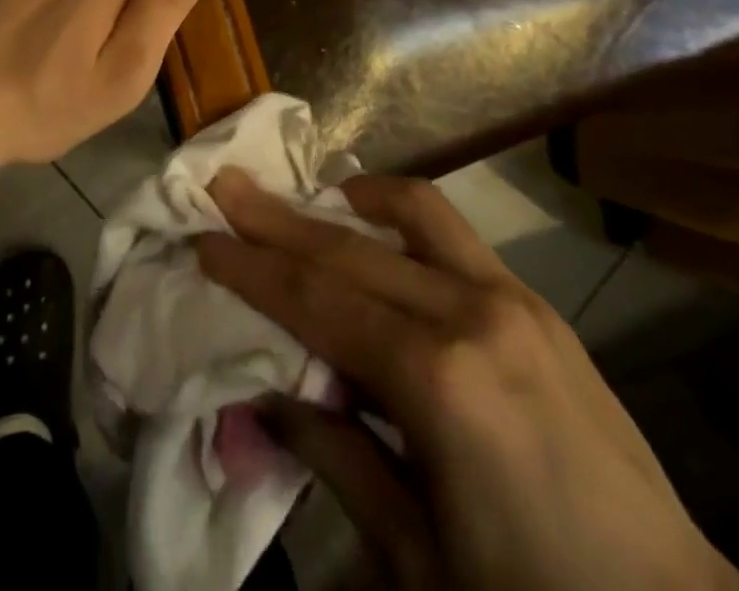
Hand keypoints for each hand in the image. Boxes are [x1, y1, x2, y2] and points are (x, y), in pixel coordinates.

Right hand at [198, 171, 738, 590]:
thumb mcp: (416, 564)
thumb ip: (336, 459)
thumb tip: (263, 398)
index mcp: (438, 382)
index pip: (318, 302)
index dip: (253, 269)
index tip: (203, 239)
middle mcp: (472, 314)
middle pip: (350, 250)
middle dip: (278, 219)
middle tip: (225, 186)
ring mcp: (512, 298)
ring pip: (407, 217)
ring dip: (341, 200)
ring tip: (295, 190)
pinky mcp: (535, 303)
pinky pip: (453, 232)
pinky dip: (400, 211)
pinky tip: (370, 215)